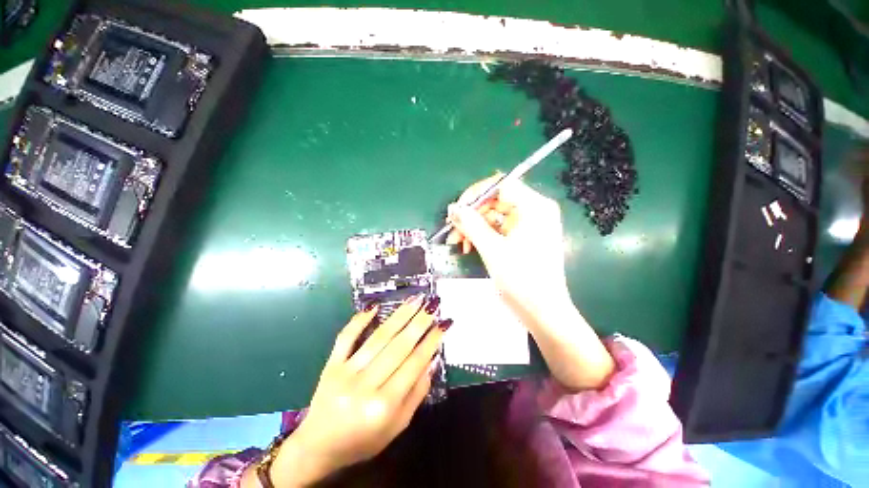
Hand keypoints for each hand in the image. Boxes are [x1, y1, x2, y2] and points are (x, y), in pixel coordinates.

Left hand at [269, 295, 447, 485]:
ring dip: (399, 316)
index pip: (414, 364)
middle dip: (419, 322)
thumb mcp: (397, 426)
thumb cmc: (363, 440)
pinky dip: (359, 320)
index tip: (443, 323)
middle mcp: (365, 386)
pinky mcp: (331, 365)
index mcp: (384, 406)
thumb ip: (417, 393)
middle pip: (398, 347)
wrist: (318, 447)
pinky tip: (374, 306)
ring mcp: (345, 373)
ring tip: (415, 300)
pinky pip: (346, 338)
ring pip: (378, 338)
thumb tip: (432, 359)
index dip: (431, 341)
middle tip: (432, 304)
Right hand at [446, 174, 614, 390]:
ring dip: (473, 227)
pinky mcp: (523, 237)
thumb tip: (453, 208)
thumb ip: (471, 224)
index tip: (457, 209)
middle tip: (452, 230)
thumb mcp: (492, 249)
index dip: (476, 194)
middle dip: (471, 215)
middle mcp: (534, 211)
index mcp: (534, 207)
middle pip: (495, 201)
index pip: (501, 185)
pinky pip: (498, 229)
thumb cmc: (521, 280)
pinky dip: (482, 236)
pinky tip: (469, 247)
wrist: (543, 312)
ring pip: (493, 216)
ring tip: (457, 242)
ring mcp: (529, 225)